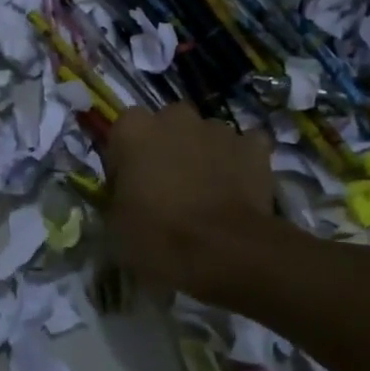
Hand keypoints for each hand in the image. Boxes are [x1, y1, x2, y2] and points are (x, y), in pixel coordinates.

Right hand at [103, 105, 272, 299]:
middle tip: (168, 188)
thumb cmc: (158, 237)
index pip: (122, 133)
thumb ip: (117, 198)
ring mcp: (218, 129)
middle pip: (166, 126)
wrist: (225, 252)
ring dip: (202, 155)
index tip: (129, 190)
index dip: (125, 161)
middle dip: (166, 148)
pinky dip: (240, 162)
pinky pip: (243, 147)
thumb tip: (127, 198)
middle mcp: (175, 118)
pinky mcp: (254, 146)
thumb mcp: (115, 226)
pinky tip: (238, 188)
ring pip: (205, 135)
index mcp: (134, 130)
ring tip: (206, 194)